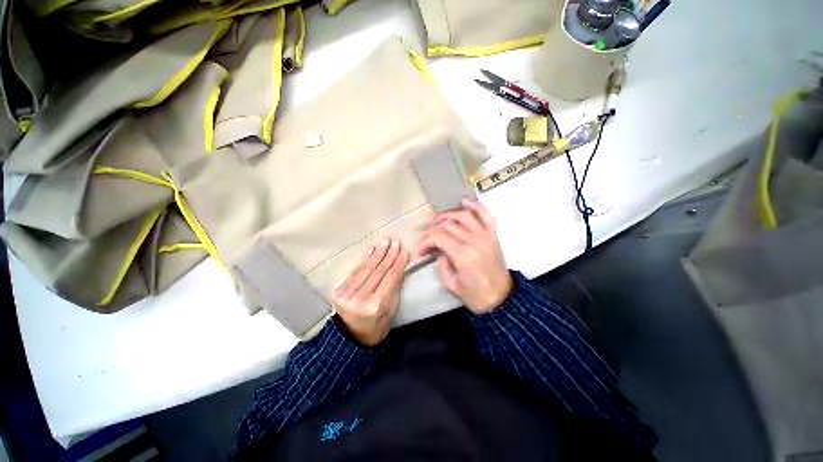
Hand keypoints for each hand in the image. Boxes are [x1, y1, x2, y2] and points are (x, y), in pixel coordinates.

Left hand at [333, 238, 409, 346]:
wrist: (350, 338)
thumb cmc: (376, 328)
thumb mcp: (391, 313)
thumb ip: (394, 290)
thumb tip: (399, 268)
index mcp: (376, 306)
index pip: (390, 279)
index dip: (398, 264)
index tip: (405, 252)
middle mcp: (360, 297)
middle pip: (378, 271)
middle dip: (388, 255)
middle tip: (395, 241)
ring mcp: (347, 293)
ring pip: (367, 268)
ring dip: (377, 253)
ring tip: (385, 241)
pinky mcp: (340, 290)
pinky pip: (356, 271)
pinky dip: (365, 259)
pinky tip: (371, 249)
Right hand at [417, 198, 512, 313]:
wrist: (501, 299)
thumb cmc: (475, 296)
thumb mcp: (452, 284)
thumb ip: (442, 264)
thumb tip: (438, 251)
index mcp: (462, 255)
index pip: (438, 237)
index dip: (425, 241)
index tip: (419, 250)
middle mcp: (474, 241)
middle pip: (447, 225)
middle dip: (431, 229)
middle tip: (425, 236)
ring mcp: (485, 236)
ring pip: (464, 215)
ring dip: (448, 214)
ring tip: (438, 219)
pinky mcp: (493, 235)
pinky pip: (486, 215)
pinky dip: (476, 206)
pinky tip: (464, 201)